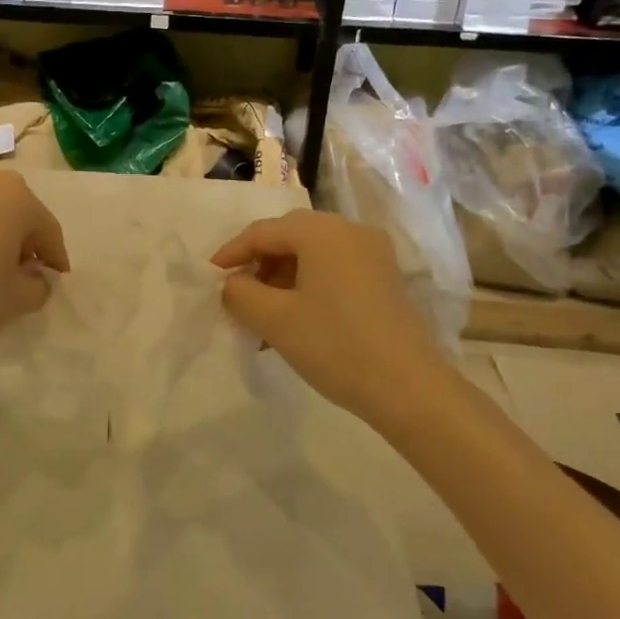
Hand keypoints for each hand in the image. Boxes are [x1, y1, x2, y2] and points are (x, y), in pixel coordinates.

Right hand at [212, 210, 444, 422]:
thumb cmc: (334, 345)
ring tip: (262, 316)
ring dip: (281, 279)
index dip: (231, 254)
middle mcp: (350, 230)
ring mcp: (373, 254)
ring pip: (312, 256)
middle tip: (236, 296)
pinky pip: (334, 270)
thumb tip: (232, 283)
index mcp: (322, 231)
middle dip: (258, 266)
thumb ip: (239, 292)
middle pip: (289, 238)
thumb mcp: (274, 318)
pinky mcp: (385, 278)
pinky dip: (307, 287)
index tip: (210, 279)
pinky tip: (294, 320)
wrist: (409, 388)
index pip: (262, 232)